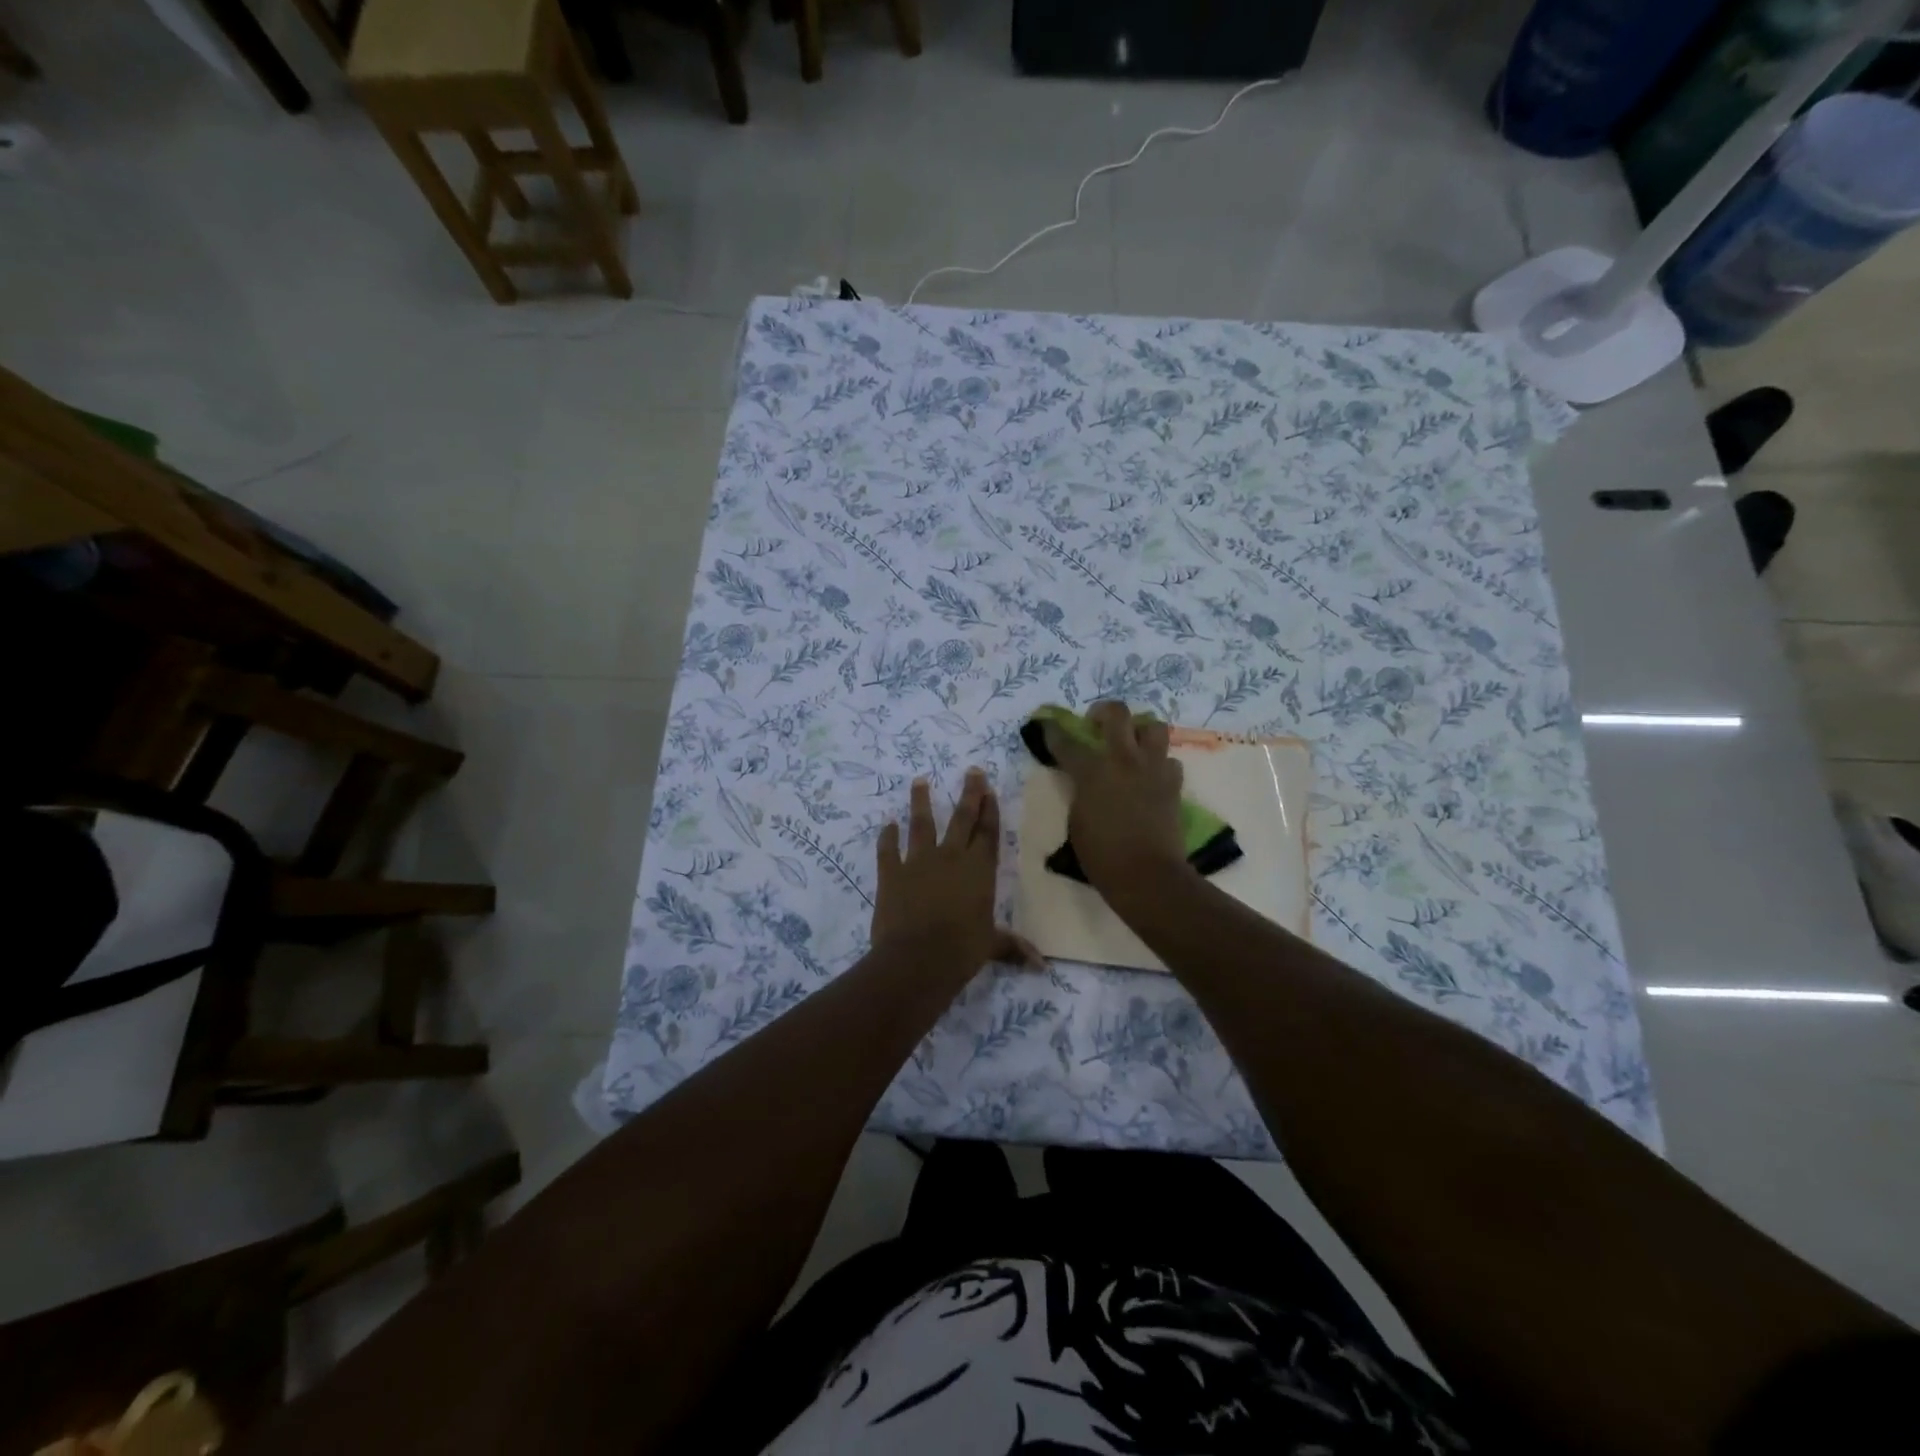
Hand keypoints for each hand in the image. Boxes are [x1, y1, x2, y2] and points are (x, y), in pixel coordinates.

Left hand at [872, 769, 1041, 974]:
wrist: (916, 959)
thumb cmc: (961, 950)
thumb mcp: (991, 946)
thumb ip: (1013, 947)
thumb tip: (1043, 965)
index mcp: (979, 870)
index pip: (987, 833)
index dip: (990, 810)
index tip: (989, 788)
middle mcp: (951, 857)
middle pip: (962, 818)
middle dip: (969, 793)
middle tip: (971, 771)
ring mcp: (918, 862)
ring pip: (921, 824)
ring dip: (920, 801)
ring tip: (919, 780)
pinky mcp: (891, 873)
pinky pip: (888, 849)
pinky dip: (887, 836)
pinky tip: (887, 824)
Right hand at [1041, 700, 1193, 900]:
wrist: (1147, 875)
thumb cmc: (1102, 855)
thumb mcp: (1077, 821)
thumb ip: (1080, 792)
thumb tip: (1085, 781)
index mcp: (1093, 771)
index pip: (1067, 742)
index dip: (1053, 732)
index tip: (1048, 726)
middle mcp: (1124, 760)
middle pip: (1117, 713)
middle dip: (1103, 712)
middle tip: (1096, 723)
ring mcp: (1153, 769)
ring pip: (1154, 727)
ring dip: (1140, 731)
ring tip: (1131, 744)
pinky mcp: (1173, 784)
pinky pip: (1169, 761)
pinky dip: (1159, 763)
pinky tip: (1150, 776)